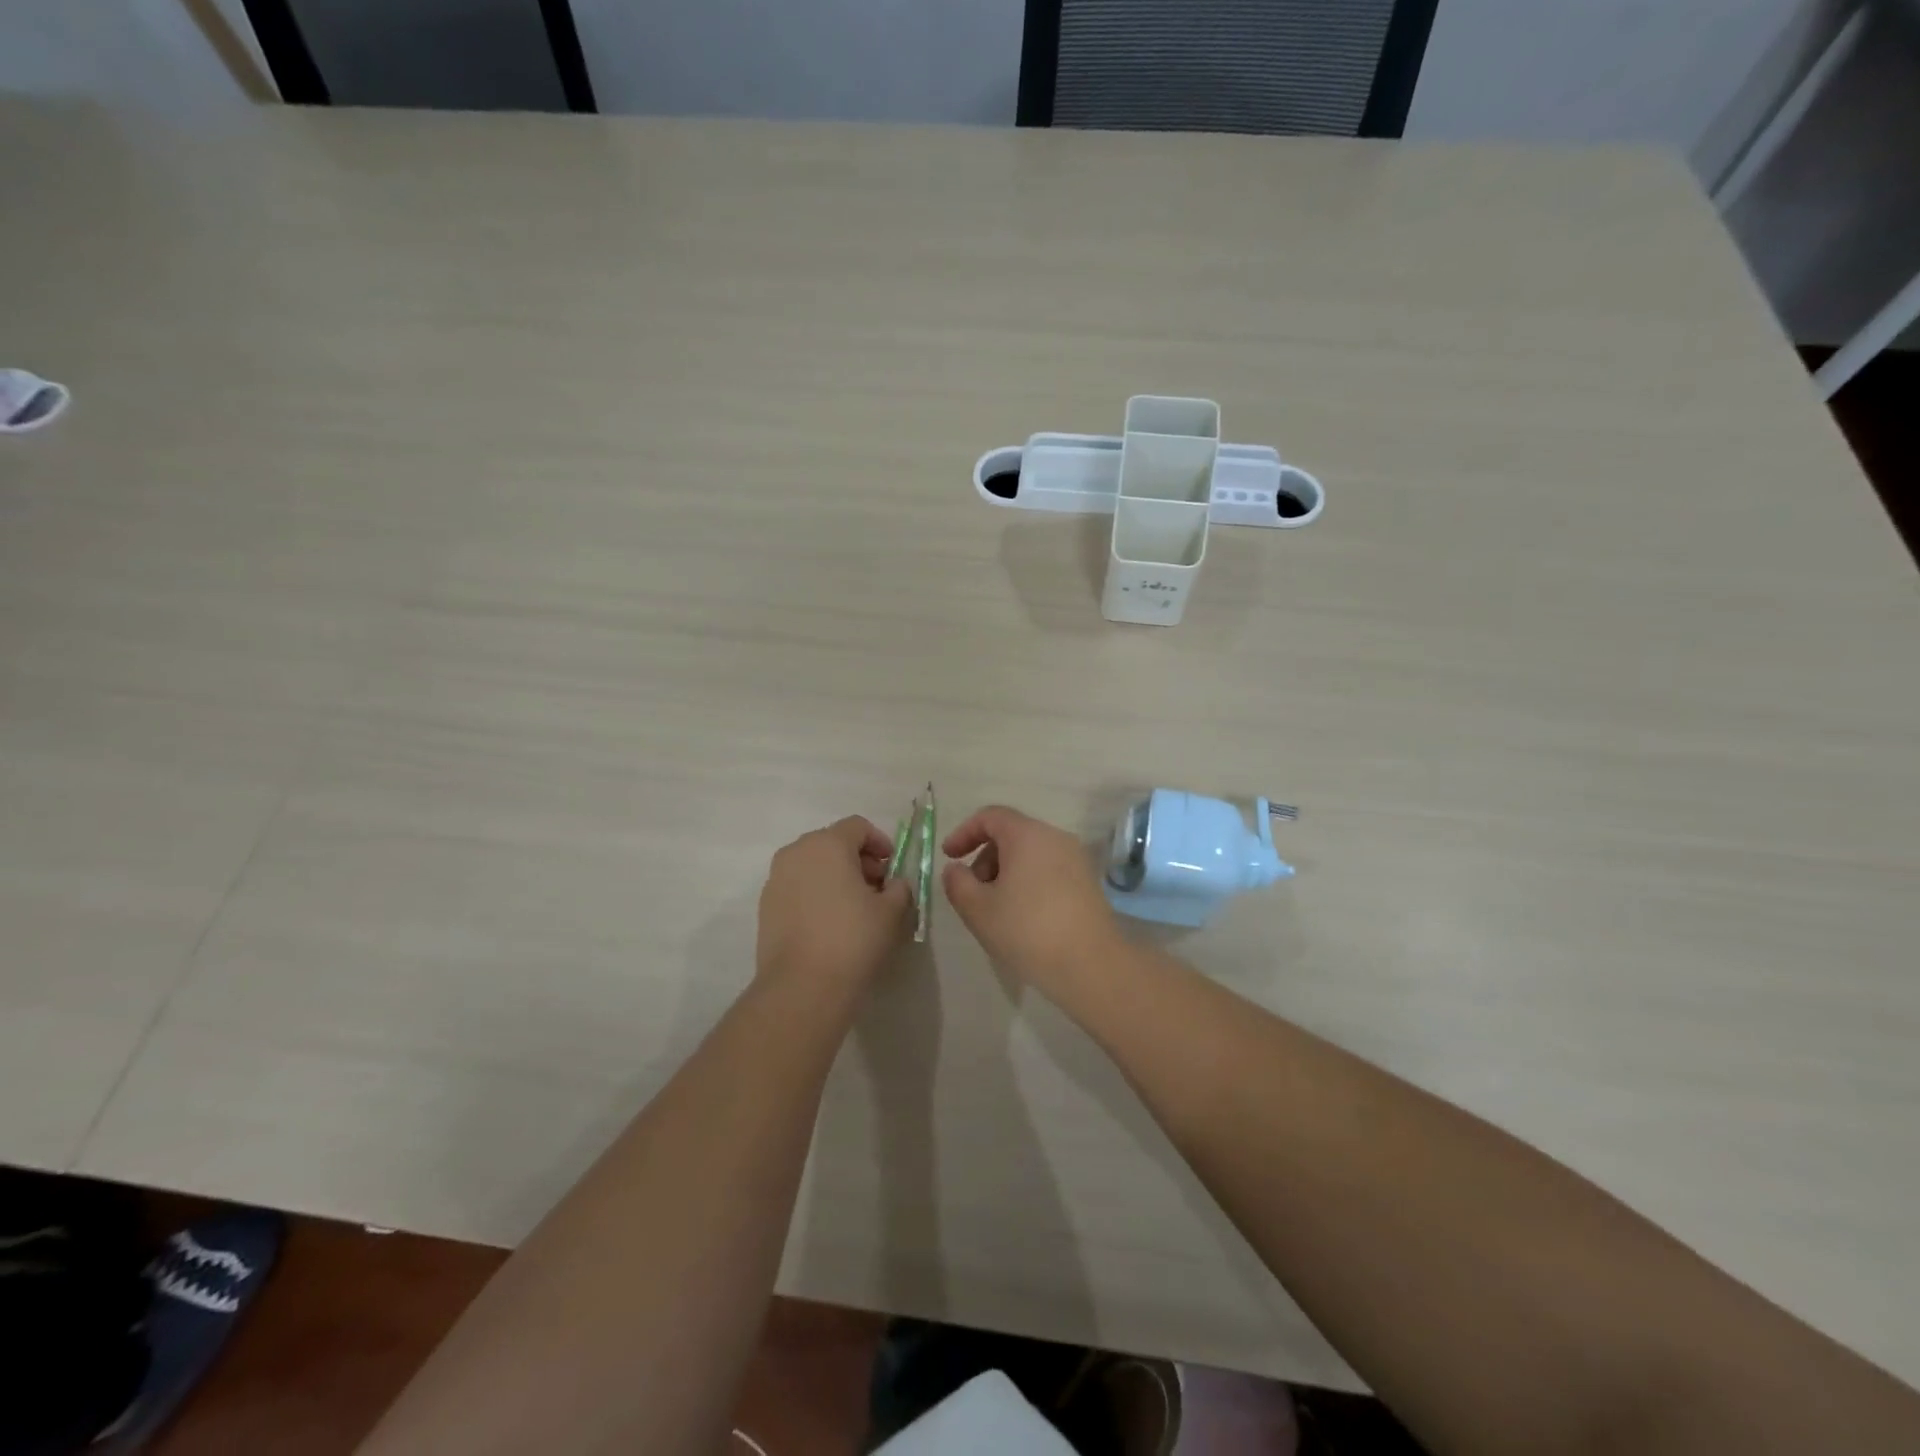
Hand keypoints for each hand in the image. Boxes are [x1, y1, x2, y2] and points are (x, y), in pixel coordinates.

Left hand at [757, 816, 912, 992]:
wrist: (802, 986)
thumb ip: (899, 888)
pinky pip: (796, 886)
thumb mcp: (891, 911)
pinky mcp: (765, 905)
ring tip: (854, 907)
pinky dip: (815, 893)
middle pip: (832, 842)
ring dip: (835, 876)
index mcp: (827, 844)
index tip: (892, 867)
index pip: (857, 826)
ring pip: (812, 864)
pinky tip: (829, 922)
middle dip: (858, 859)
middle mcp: (796, 852)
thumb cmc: (853, 939)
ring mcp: (776, 879)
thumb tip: (893, 884)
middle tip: (877, 887)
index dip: (880, 842)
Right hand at [941, 805, 1121, 991]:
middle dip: (985, 857)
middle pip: (1011, 834)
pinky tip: (1023, 917)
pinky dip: (1028, 881)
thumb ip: (957, 883)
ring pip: (1031, 853)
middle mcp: (1055, 837)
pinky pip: (1049, 869)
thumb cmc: (1027, 930)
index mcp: (1027, 834)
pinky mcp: (1088, 882)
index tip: (949, 857)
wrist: (1091, 965)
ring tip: (996, 909)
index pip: (990, 816)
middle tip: (973, 891)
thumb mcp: (978, 909)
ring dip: (1006, 872)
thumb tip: (956, 870)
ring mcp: (1076, 859)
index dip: (964, 833)